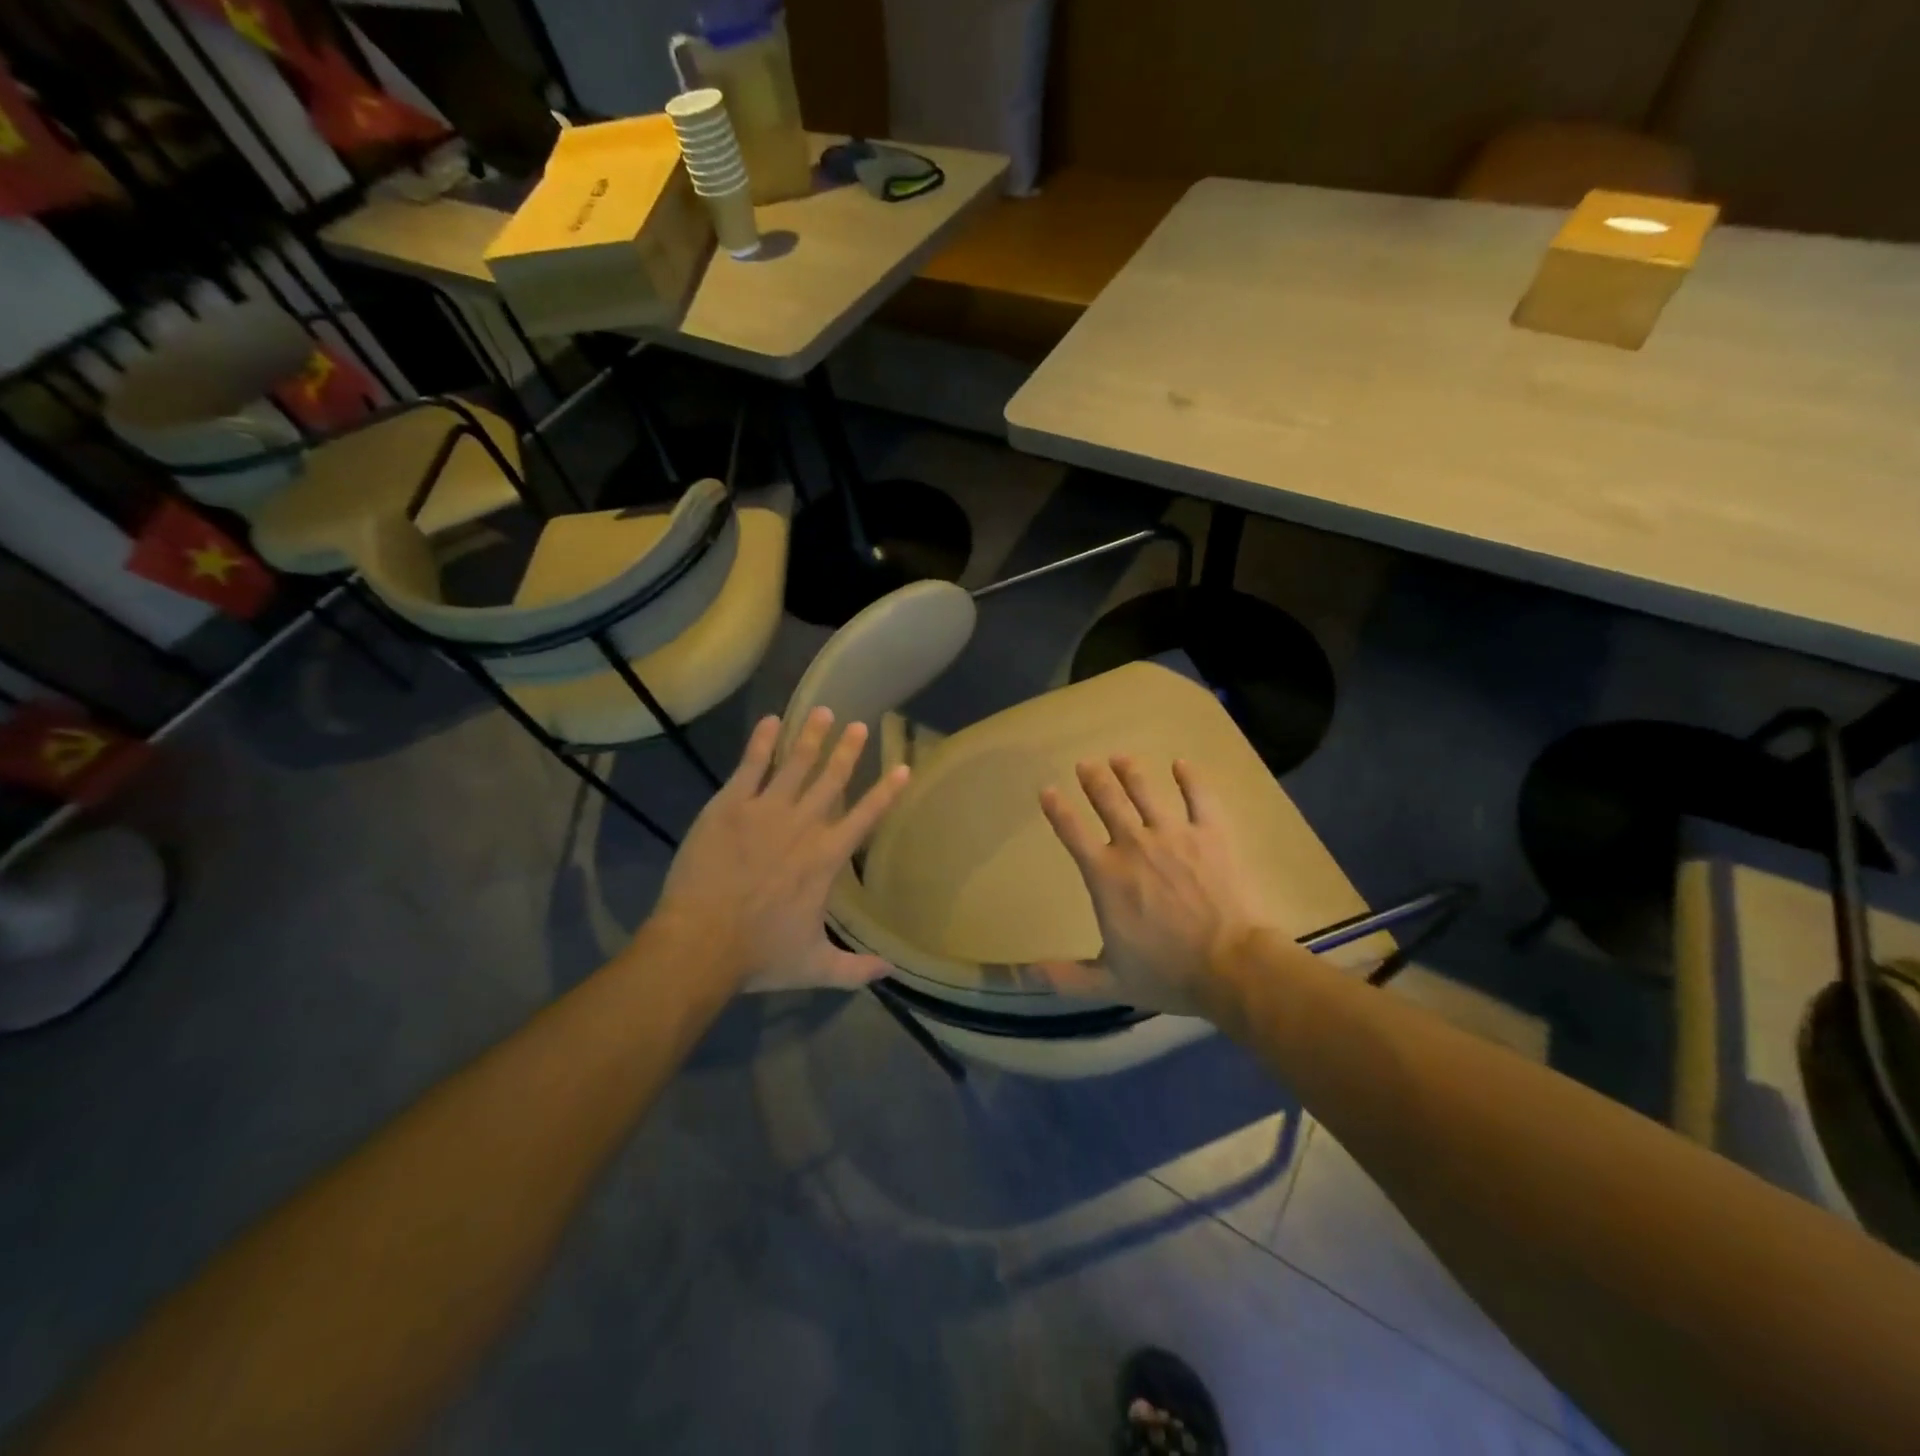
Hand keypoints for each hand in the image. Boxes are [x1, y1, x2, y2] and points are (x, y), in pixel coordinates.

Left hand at [649, 709, 909, 992]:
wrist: (700, 943)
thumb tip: (892, 971)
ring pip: (796, 764)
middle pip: (832, 779)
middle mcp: (803, 825)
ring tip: (823, 711)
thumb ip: (855, 968)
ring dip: (811, 736)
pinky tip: (770, 721)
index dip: (886, 792)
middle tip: (859, 725)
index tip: (902, 768)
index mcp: (826, 858)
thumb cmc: (759, 954)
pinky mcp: (729, 806)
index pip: (866, 817)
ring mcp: (765, 811)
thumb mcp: (815, 967)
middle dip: (848, 750)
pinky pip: (750, 766)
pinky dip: (762, 742)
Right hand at [1037, 756, 1262, 1013]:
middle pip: (1107, 801)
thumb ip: (1066, 976)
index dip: (1057, 809)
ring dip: (1130, 771)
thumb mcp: (1109, 981)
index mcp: (1105, 876)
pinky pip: (1199, 796)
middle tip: (1087, 764)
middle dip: (1094, 779)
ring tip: (1120, 757)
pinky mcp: (1211, 834)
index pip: (1072, 833)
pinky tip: (1182, 764)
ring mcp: (1174, 835)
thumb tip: (1025, 975)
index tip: (1047, 790)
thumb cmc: (1168, 974)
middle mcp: (1134, 845)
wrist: (1231, 967)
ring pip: (1145, 791)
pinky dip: (1190, 778)